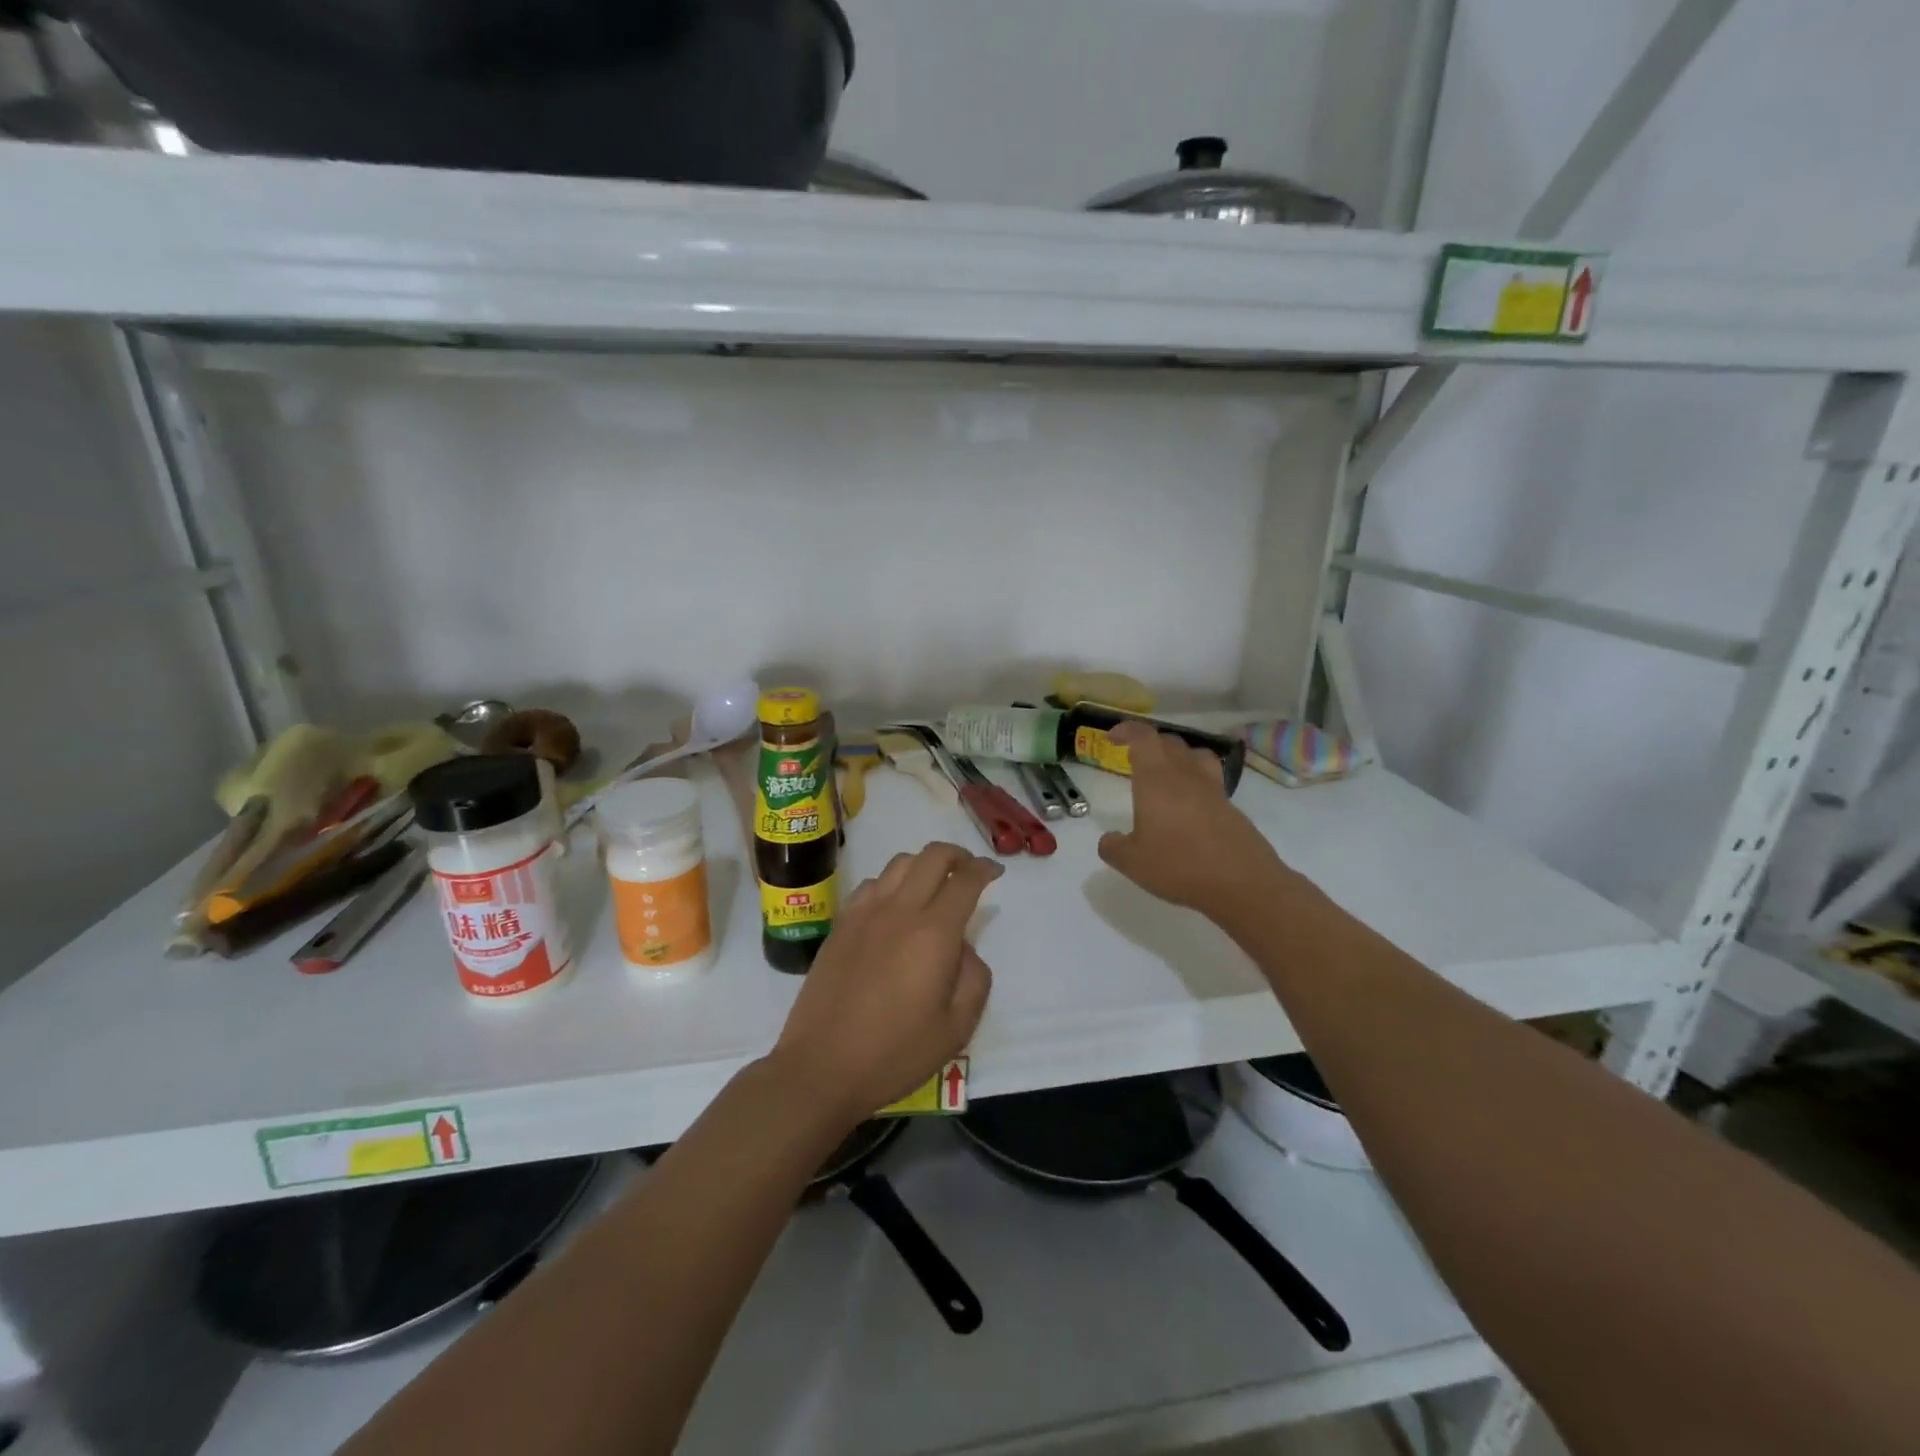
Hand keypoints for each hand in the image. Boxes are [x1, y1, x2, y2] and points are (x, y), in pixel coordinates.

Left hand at [769, 842, 1000, 1126]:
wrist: (821, 1067)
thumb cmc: (895, 1053)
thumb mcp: (957, 1027)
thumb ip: (974, 978)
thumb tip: (964, 948)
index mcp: (933, 933)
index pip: (965, 880)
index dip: (985, 869)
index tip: (996, 872)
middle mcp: (899, 910)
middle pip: (932, 856)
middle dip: (958, 855)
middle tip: (969, 871)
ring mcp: (865, 913)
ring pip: (900, 862)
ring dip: (924, 864)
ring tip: (933, 886)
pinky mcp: (841, 924)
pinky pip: (871, 883)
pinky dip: (891, 882)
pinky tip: (894, 907)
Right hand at [1097, 722, 1289, 921]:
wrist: (1241, 883)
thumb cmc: (1178, 865)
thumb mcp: (1132, 862)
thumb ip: (1113, 847)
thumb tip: (1109, 840)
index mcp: (1157, 778)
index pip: (1143, 737)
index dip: (1127, 731)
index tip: (1112, 738)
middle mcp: (1186, 775)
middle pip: (1170, 742)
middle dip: (1150, 744)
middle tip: (1135, 759)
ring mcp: (1213, 789)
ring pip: (1196, 756)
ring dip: (1178, 757)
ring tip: (1166, 774)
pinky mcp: (1231, 808)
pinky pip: (1210, 782)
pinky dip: (1196, 783)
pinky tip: (1188, 808)